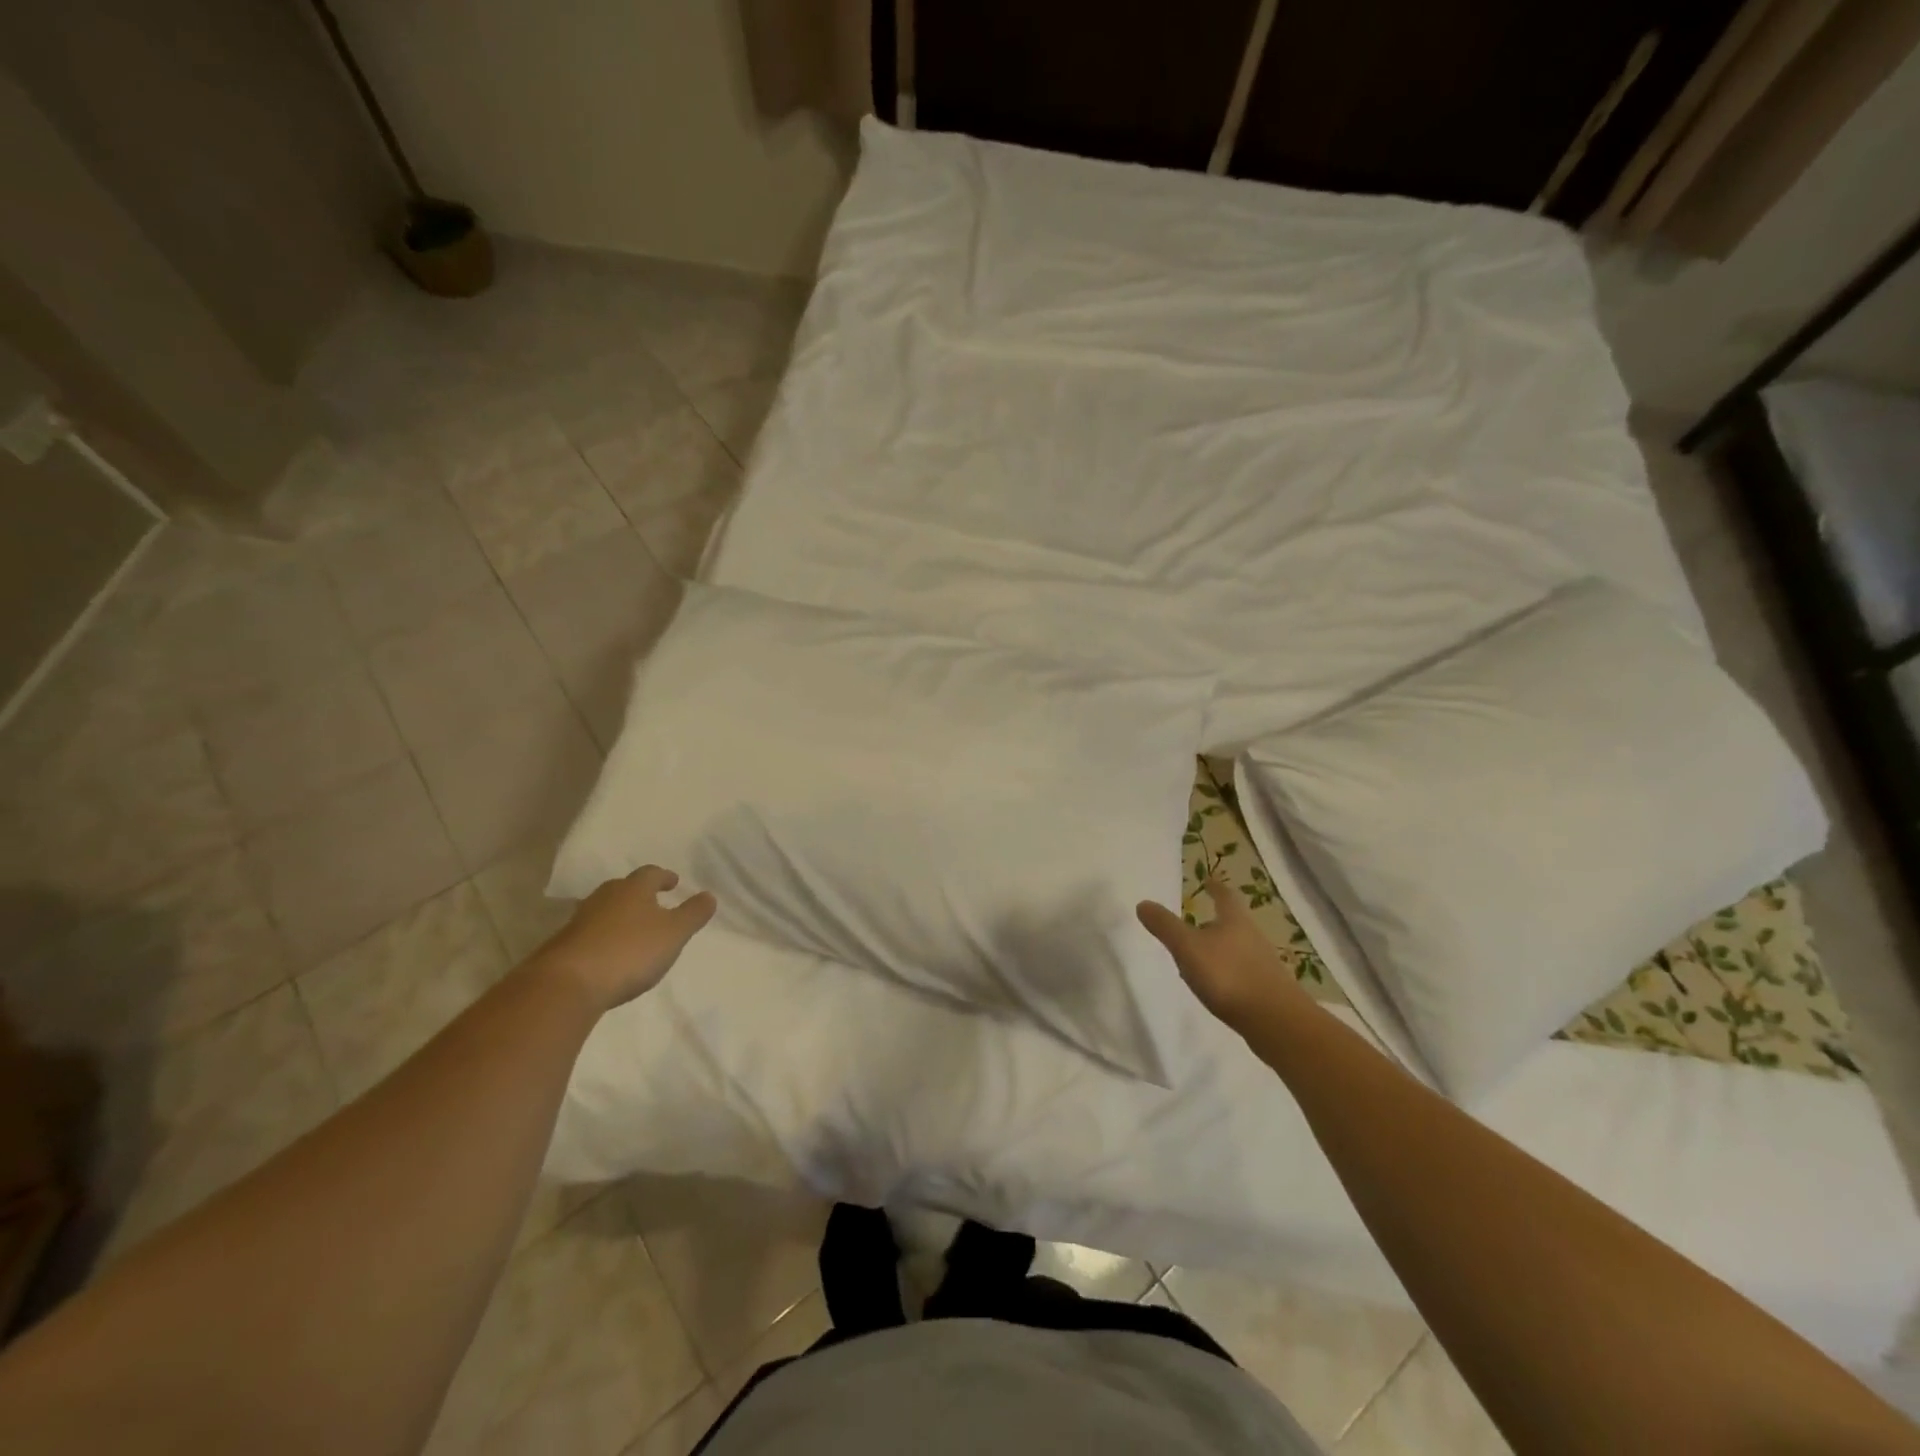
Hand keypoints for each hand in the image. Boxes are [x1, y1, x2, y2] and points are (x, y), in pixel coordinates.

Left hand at [535, 866, 716, 1013]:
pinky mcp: (564, 946)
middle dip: (640, 894)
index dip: (664, 877)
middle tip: (654, 903)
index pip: (651, 873)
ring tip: (634, 930)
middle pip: (624, 888)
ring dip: (620, 916)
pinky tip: (611, 954)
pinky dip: (604, 937)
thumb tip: (709, 895)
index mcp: (633, 889)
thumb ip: (693, 914)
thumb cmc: (630, 951)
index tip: (673, 882)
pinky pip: (591, 933)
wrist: (568, 984)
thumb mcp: (674, 933)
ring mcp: (580, 921)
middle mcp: (604, 898)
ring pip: (605, 910)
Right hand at [1137, 873, 1312, 1034]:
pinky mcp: (1268, 991)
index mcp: (1235, 921)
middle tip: (1195, 922)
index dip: (1215, 888)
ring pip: (1237, 949)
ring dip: (1220, 949)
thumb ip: (1165, 926)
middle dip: (1215, 921)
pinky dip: (1227, 973)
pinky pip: (1242, 973)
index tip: (1209, 880)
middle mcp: (1253, 937)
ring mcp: (1263, 965)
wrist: (1276, 1022)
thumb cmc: (1228, 975)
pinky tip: (1215, 986)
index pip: (1225, 896)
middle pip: (1233, 923)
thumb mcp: (1188, 948)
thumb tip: (1143, 903)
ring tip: (1199, 957)